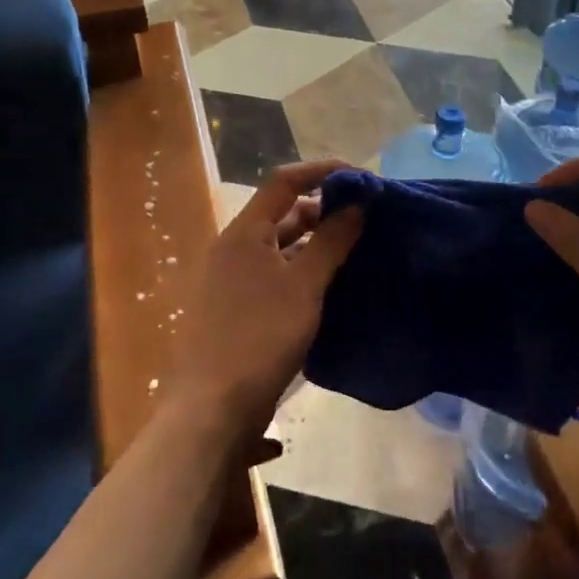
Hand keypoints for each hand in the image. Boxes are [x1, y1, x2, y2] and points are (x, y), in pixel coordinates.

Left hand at [174, 161, 363, 434]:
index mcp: (243, 232)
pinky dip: (301, 268)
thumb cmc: (260, 337)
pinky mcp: (235, 307)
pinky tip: (329, 284)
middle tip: (365, 216)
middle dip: (323, 208)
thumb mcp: (304, 286)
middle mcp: (233, 247)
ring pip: (279, 245)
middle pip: (281, 212)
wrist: (214, 407)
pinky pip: (274, 272)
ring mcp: (230, 278)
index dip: (322, 171)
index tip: (362, 178)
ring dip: (314, 241)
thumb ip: (331, 240)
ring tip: (355, 248)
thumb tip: (358, 202)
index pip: (284, 181)